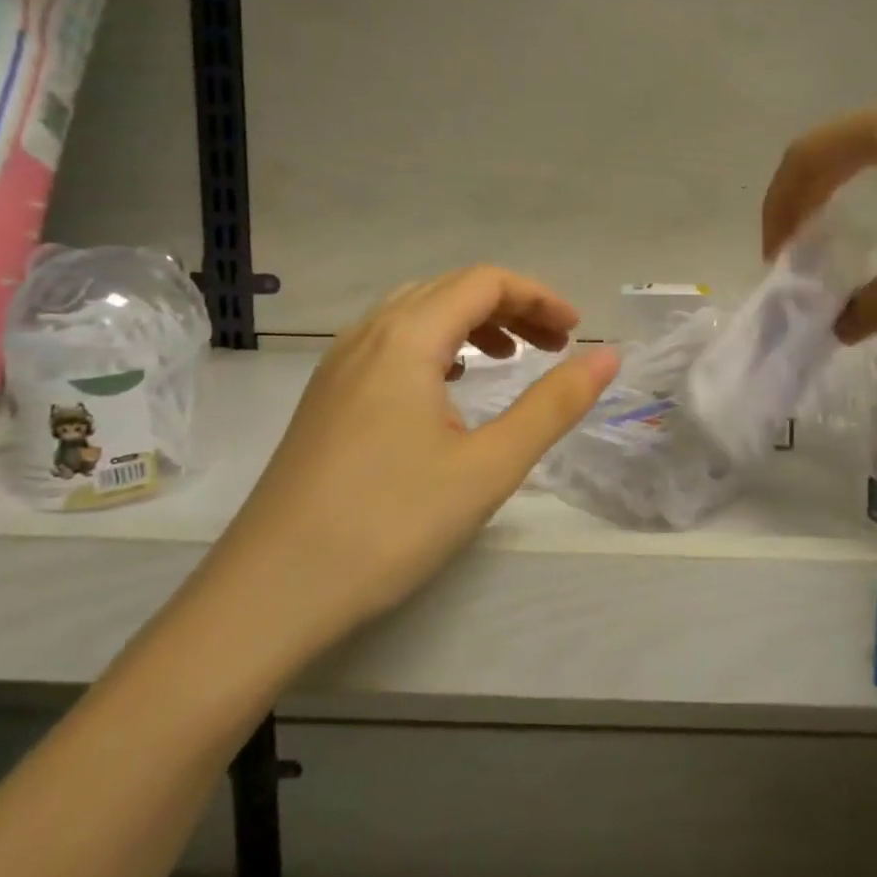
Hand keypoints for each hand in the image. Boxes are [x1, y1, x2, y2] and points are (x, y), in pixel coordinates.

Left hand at [205, 267, 619, 650]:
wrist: (269, 594)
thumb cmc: (388, 525)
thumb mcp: (487, 467)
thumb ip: (553, 405)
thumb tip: (608, 356)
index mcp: (406, 338)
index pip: (484, 282)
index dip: (538, 297)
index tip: (575, 335)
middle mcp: (367, 335)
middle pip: (450, 289)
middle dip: (509, 307)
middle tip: (552, 347)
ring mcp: (338, 366)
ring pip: (415, 313)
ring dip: (470, 323)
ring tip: (507, 359)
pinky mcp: (326, 398)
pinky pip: (390, 343)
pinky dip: (434, 345)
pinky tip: (447, 386)